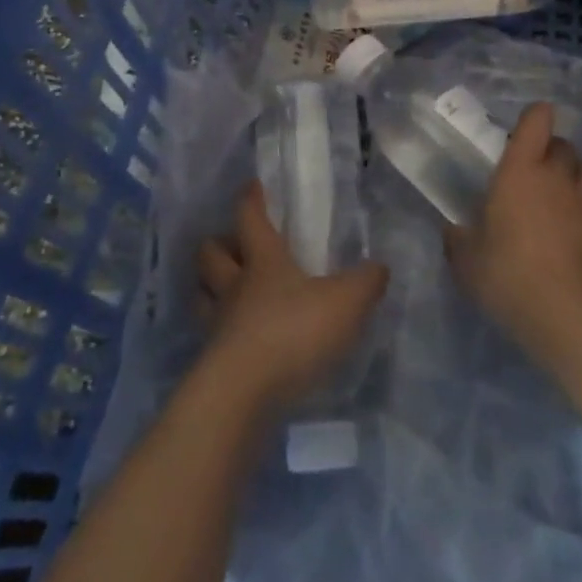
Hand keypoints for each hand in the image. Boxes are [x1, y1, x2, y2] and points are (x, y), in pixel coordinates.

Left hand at [196, 182, 388, 411]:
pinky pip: (209, 338)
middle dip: (218, 244)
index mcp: (263, 262)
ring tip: (225, 291)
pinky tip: (236, 341)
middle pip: (210, 255)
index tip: (251, 186)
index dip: (251, 199)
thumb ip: (366, 282)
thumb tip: (379, 267)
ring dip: (209, 288)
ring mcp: (217, 327)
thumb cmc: (293, 332)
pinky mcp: (212, 364)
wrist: (244, 396)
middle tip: (232, 244)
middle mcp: (234, 287)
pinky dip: (218, 333)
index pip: (250, 218)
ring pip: (202, 295)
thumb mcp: (345, 302)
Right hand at [444, 103, 581, 364]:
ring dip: (580, 179)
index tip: (524, 136)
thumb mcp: (466, 261)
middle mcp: (560, 174)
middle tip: (538, 180)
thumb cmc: (509, 278)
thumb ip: (458, 238)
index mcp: (520, 170)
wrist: (568, 318)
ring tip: (569, 202)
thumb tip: (454, 229)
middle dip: (553, 156)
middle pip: (565, 146)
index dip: (534, 119)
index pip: (536, 120)